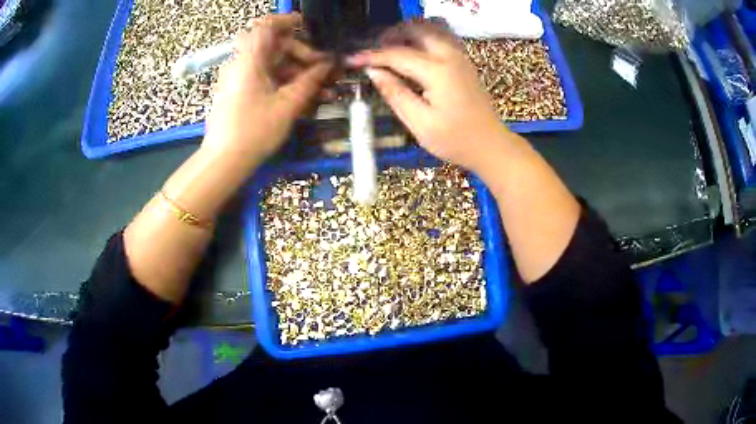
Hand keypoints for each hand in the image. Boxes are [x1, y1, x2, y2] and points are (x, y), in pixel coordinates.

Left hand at [203, 13, 333, 165]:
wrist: (223, 162)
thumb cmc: (253, 131)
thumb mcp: (287, 105)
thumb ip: (310, 81)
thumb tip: (328, 64)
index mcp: (249, 61)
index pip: (265, 26)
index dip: (286, 21)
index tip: (306, 26)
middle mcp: (242, 65)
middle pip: (275, 47)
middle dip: (303, 55)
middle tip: (324, 71)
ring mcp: (241, 79)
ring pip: (274, 66)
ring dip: (299, 74)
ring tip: (324, 91)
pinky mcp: (241, 93)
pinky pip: (266, 80)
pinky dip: (285, 85)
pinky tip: (307, 99)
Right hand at [348, 22, 506, 171]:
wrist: (491, 145)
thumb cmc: (456, 140)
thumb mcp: (420, 123)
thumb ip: (395, 93)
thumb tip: (374, 72)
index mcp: (438, 71)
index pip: (397, 54)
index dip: (371, 56)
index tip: (350, 59)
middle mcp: (450, 55)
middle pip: (415, 28)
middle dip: (390, 35)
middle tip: (373, 52)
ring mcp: (460, 55)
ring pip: (430, 27)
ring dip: (407, 32)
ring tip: (391, 48)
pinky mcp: (464, 60)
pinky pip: (441, 35)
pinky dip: (423, 35)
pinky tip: (413, 51)